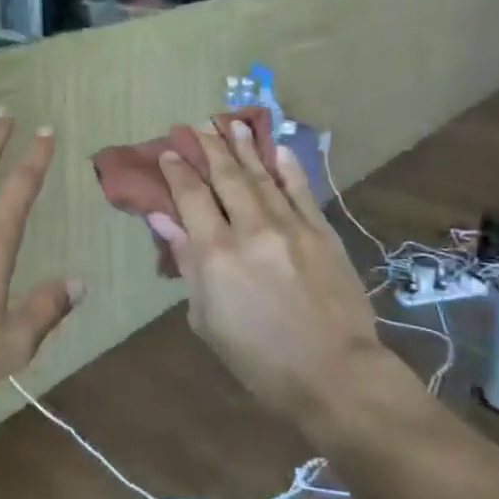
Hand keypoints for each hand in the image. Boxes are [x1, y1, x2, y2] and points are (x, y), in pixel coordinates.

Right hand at [150, 122, 404, 418]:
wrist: (334, 374)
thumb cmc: (259, 359)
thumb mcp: (206, 318)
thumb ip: (187, 262)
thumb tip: (164, 220)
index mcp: (216, 253)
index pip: (191, 197)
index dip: (177, 171)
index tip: (169, 152)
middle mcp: (251, 229)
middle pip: (225, 177)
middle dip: (209, 148)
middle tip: (196, 126)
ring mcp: (291, 226)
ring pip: (262, 176)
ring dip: (245, 147)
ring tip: (231, 124)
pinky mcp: (322, 231)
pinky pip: (301, 189)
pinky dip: (287, 166)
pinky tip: (277, 148)